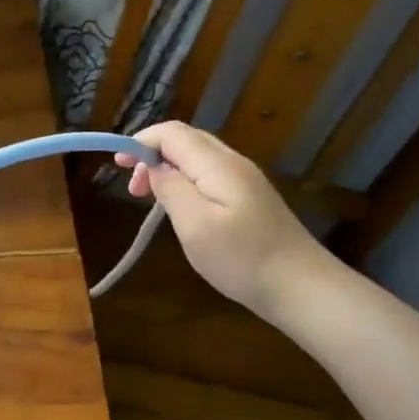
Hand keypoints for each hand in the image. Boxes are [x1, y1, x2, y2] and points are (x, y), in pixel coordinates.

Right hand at [116, 121, 335, 318]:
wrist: (300, 287)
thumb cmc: (242, 258)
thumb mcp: (195, 225)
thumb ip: (170, 189)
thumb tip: (154, 166)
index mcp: (217, 165)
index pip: (171, 133)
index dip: (140, 142)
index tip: (117, 166)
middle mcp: (233, 163)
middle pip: (186, 140)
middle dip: (151, 154)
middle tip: (133, 189)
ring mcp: (245, 180)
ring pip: (198, 157)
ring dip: (167, 169)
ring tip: (150, 199)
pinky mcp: (250, 198)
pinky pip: (209, 175)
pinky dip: (185, 181)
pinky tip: (180, 208)